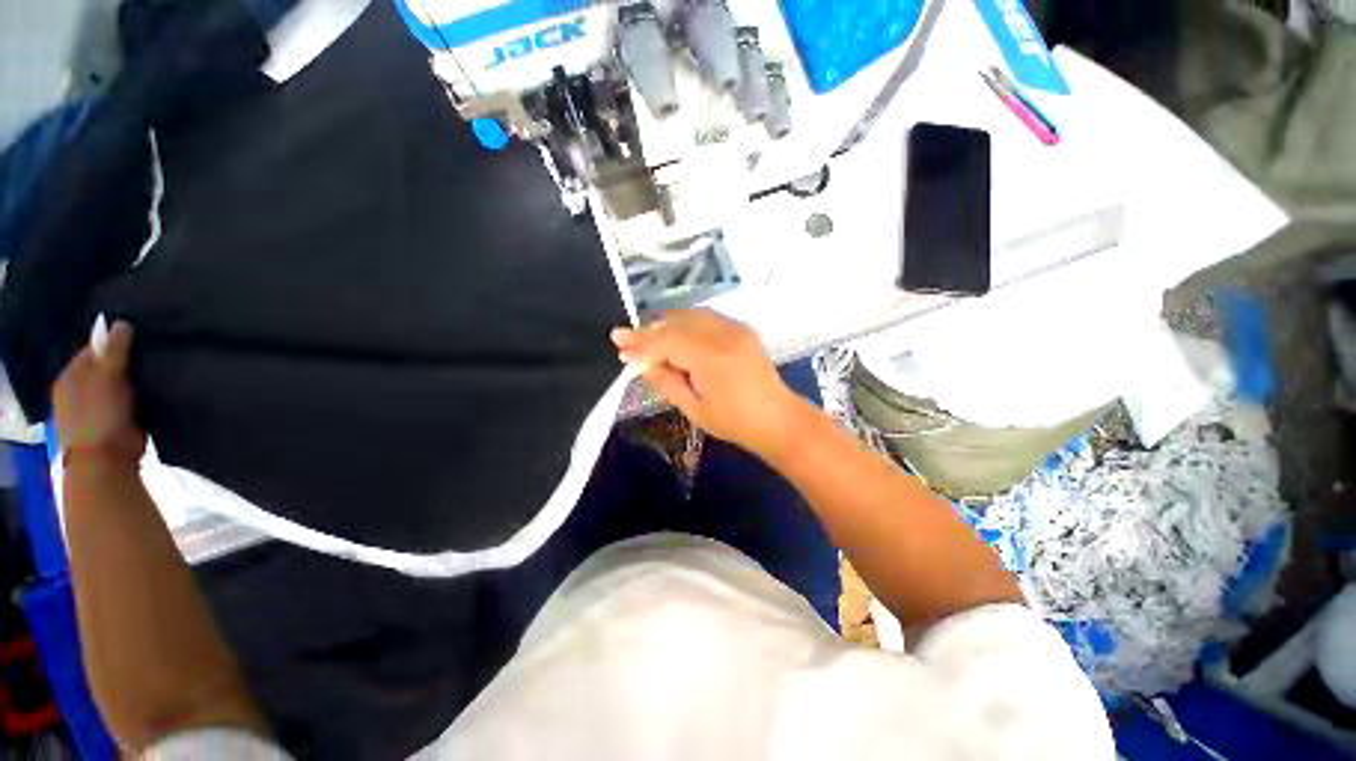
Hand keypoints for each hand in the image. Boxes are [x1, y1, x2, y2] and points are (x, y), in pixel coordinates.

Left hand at [53, 321, 145, 464]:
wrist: (106, 460)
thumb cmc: (99, 414)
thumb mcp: (107, 377)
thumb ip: (115, 351)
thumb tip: (122, 323)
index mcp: (71, 377)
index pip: (93, 349)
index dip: (113, 342)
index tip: (139, 336)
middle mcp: (80, 390)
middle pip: (105, 367)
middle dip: (126, 361)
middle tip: (152, 352)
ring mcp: (97, 408)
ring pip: (119, 385)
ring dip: (134, 379)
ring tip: (157, 369)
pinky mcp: (116, 421)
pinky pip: (130, 401)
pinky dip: (140, 395)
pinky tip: (155, 390)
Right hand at [611, 309, 803, 458]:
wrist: (778, 418)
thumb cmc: (734, 422)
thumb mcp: (694, 408)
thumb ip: (666, 381)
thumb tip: (642, 364)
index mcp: (712, 358)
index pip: (667, 342)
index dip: (641, 344)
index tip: (619, 345)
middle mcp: (724, 335)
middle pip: (677, 323)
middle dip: (650, 331)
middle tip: (628, 341)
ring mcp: (736, 328)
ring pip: (691, 315)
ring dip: (667, 325)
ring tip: (649, 340)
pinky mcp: (742, 329)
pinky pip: (706, 318)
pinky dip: (686, 324)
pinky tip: (676, 336)